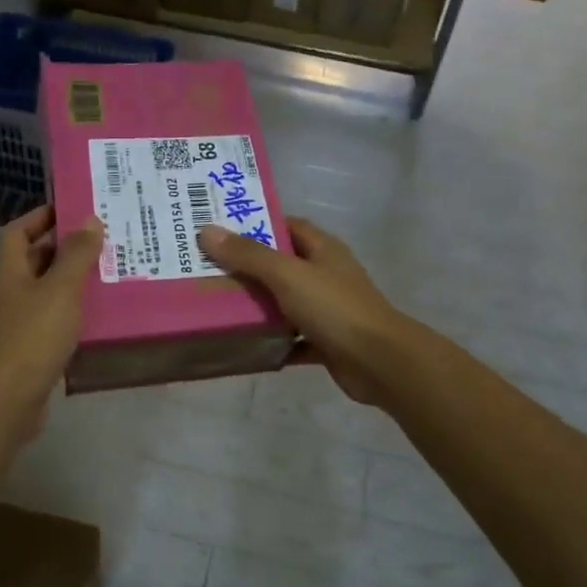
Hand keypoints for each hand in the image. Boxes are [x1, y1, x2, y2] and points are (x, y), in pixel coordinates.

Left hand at [0, 205, 103, 434]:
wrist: (9, 398)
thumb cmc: (33, 335)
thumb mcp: (61, 289)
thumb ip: (77, 255)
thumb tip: (90, 220)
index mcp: (10, 274)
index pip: (18, 233)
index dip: (40, 218)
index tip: (71, 210)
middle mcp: (9, 296)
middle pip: (33, 263)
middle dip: (64, 251)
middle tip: (102, 243)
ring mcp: (17, 326)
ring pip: (46, 295)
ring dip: (72, 285)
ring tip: (108, 277)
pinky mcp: (29, 352)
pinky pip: (52, 324)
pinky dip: (72, 317)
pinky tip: (98, 319)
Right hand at [197, 218, 412, 405]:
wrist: (379, 363)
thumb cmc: (334, 308)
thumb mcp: (287, 275)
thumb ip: (249, 255)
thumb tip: (208, 231)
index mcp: (323, 249)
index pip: (286, 225)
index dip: (255, 224)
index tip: (220, 229)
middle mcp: (326, 275)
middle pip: (281, 264)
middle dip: (247, 267)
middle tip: (206, 268)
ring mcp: (327, 310)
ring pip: (285, 302)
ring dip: (257, 306)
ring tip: (215, 305)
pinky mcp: (326, 342)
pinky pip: (291, 338)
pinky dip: (272, 341)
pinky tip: (243, 345)